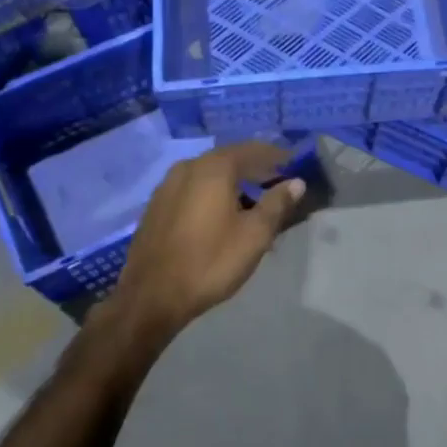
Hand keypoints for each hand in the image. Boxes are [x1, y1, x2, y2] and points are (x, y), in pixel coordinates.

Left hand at [107, 141, 305, 343]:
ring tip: (252, 201)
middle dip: (255, 169)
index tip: (294, 164)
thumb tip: (296, 182)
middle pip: (229, 159)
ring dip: (233, 182)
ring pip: (209, 175)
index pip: (252, 150)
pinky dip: (212, 193)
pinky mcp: (156, 206)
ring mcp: (167, 185)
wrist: (150, 297)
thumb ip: (277, 204)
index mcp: (214, 168)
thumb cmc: (210, 262)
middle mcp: (188, 167)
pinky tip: (221, 214)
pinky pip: (193, 189)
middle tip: (277, 182)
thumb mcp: (254, 235)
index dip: (276, 156)